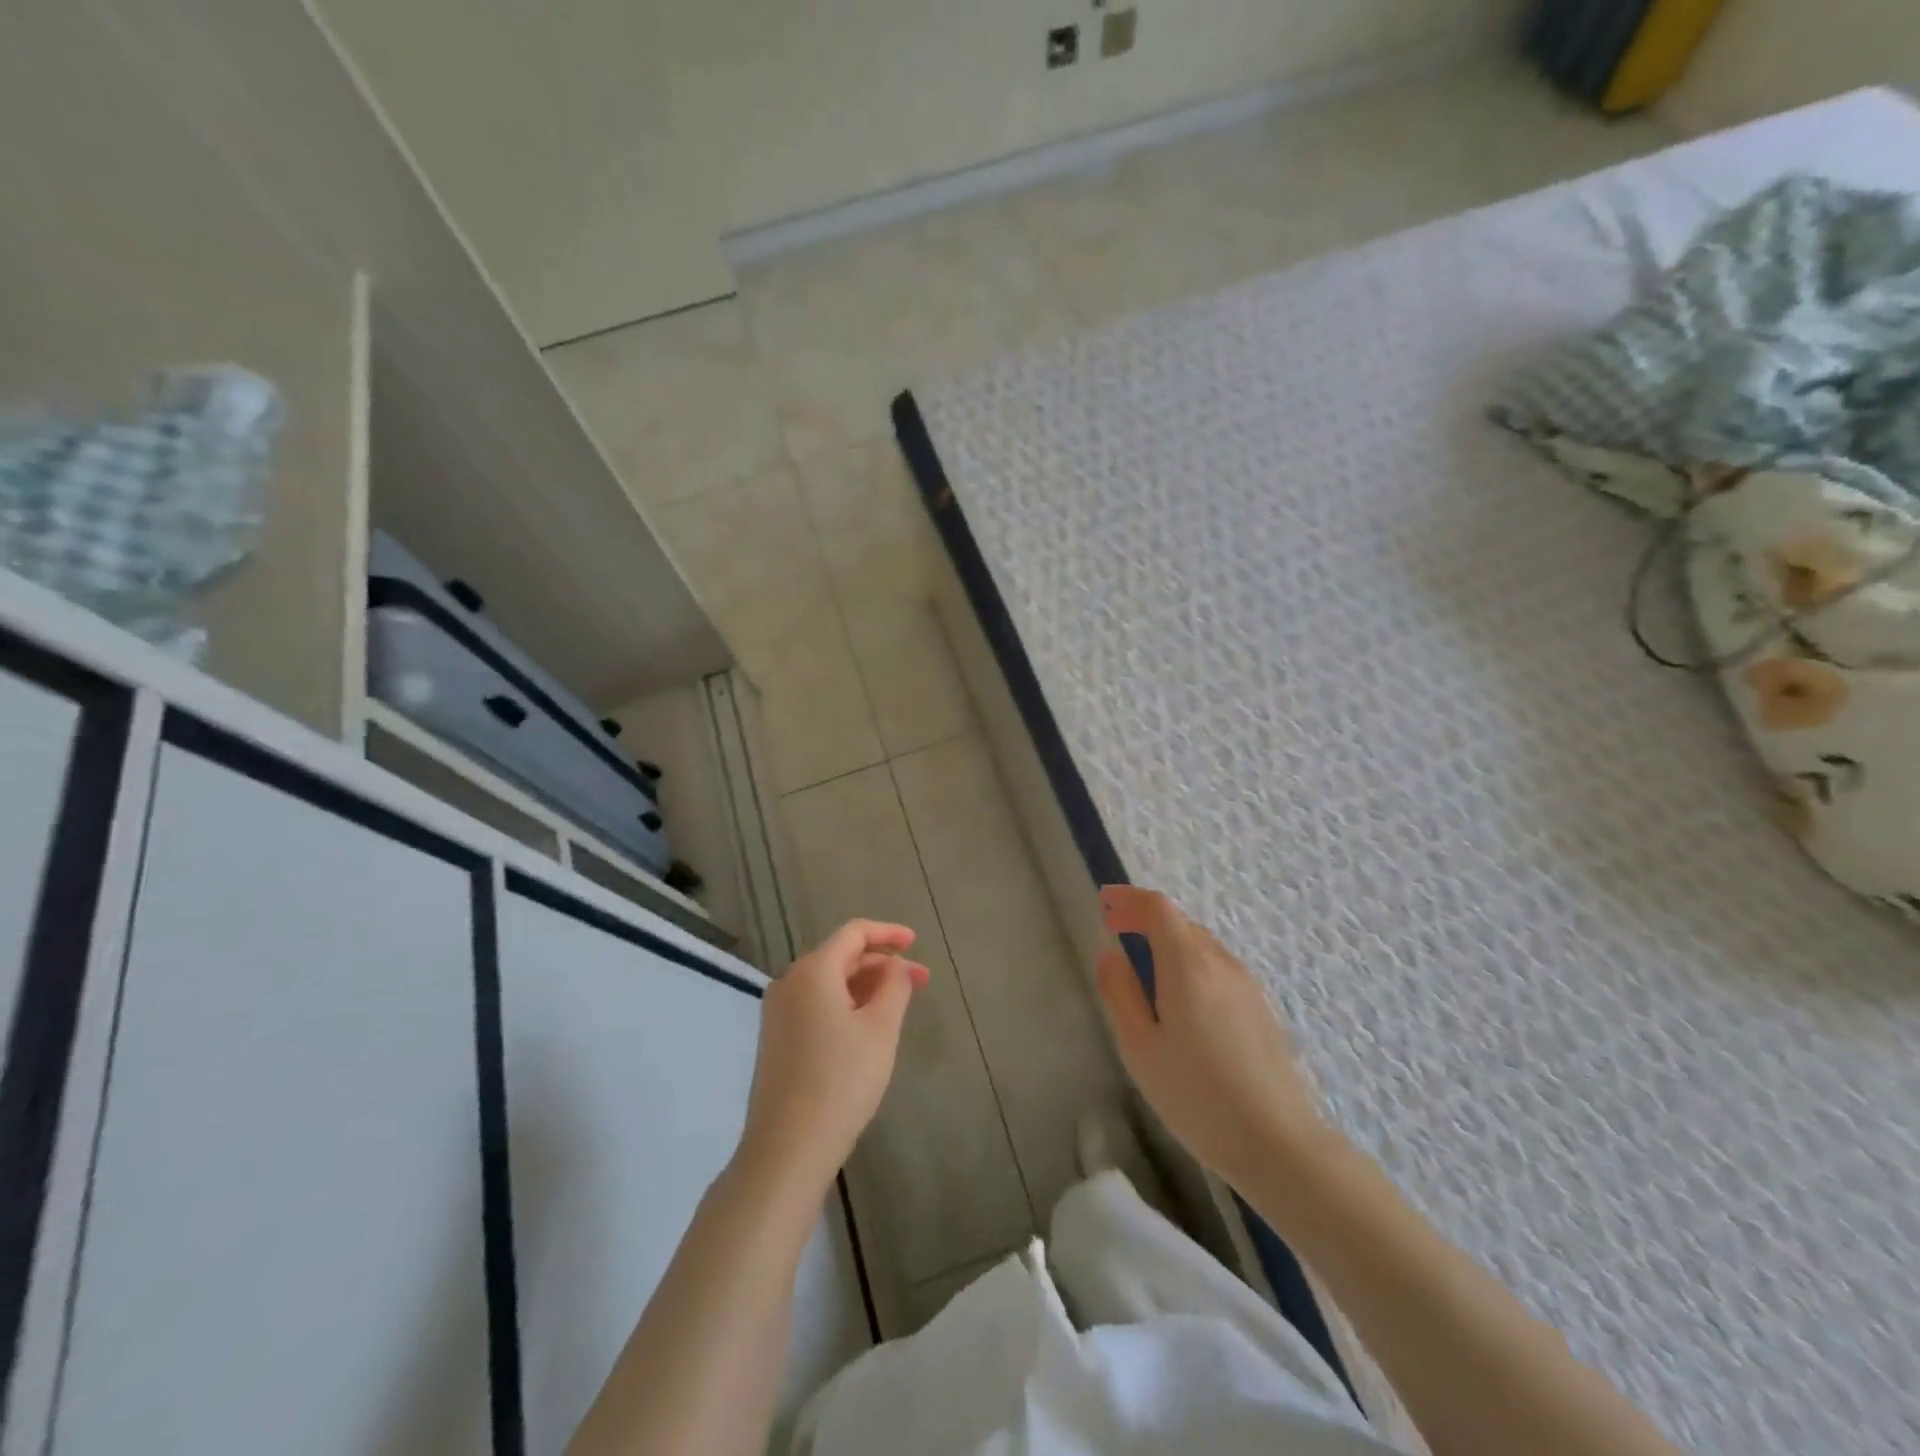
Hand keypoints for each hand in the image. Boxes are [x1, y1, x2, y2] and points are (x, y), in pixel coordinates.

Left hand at [737, 920, 929, 1200]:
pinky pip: (817, 1006)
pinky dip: (846, 1005)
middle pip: (841, 957)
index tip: (916, 942)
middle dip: (883, 964)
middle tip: (921, 982)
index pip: (854, 933)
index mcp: (813, 971)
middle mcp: (789, 983)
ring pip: (829, 983)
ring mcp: (778, 1013)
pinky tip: (868, 1028)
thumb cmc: (841, 1081)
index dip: (888, 933)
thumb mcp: (881, 1029)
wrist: (787, 1149)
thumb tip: (895, 965)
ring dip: (866, 986)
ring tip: (899, 1006)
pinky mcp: (777, 1040)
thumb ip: (894, 986)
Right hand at [1095, 885, 1328, 1190]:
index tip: (1104, 903)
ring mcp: (1247, 985)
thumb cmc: (1197, 1095)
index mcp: (1188, 964)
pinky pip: (1218, 969)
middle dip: (1145, 920)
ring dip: (1169, 943)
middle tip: (1116, 934)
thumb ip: (1120, 992)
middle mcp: (1221, 963)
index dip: (1128, 898)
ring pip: (1201, 946)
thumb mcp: (1140, 1047)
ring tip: (1145, 969)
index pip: (1157, 907)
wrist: (1279, 1144)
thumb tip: (1111, 954)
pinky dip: (1191, 965)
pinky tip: (1183, 1002)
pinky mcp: (1262, 1009)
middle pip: (1181, 923)